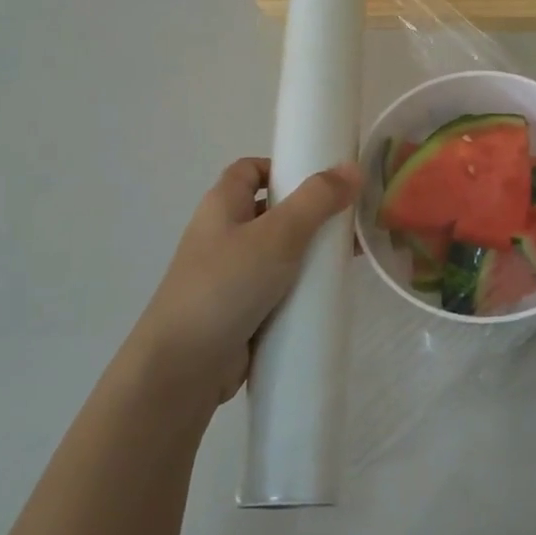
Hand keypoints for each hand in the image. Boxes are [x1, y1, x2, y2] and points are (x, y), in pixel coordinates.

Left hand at [135, 158, 361, 404]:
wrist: (182, 368)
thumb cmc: (225, 286)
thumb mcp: (277, 235)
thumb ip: (316, 200)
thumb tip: (353, 168)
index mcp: (222, 206)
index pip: (250, 170)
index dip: (283, 167)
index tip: (322, 179)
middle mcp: (224, 235)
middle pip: (272, 210)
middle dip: (310, 212)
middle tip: (350, 218)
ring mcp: (233, 275)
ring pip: (279, 252)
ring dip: (311, 252)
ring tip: (351, 255)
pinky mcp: (243, 309)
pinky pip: (279, 287)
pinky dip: (303, 286)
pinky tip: (332, 291)